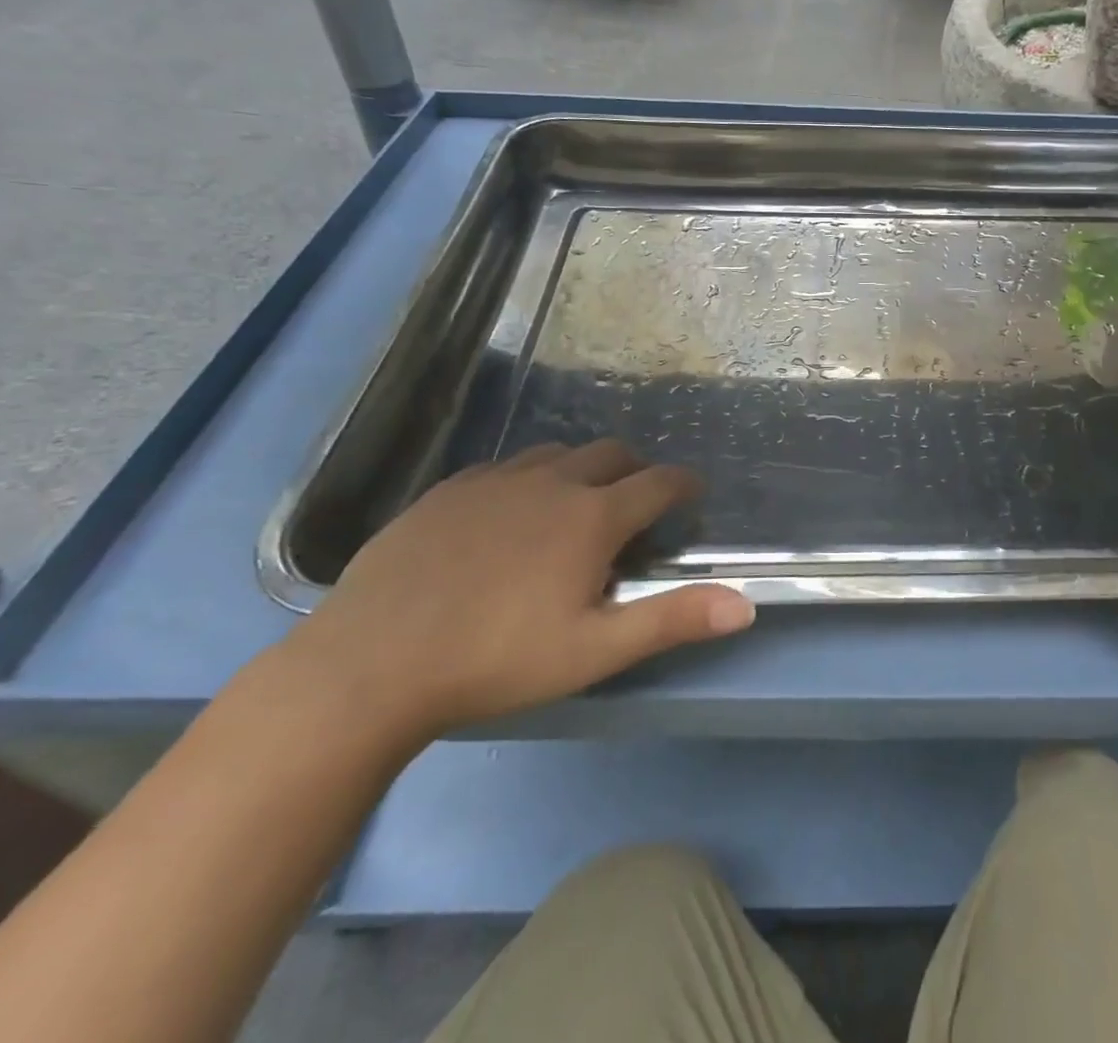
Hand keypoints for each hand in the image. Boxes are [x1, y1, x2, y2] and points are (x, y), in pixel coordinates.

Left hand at [278, 440, 753, 743]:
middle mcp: (552, 482)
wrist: (371, 663)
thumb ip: (673, 619)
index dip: (683, 485)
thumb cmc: (496, 660)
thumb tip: (746, 603)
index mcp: (592, 516)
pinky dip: (528, 479)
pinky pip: (506, 466)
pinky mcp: (449, 489)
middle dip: (635, 470)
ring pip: (558, 453)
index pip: (658, 482)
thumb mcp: (595, 649)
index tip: (692, 494)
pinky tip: (510, 512)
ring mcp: (496, 480)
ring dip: (581, 470)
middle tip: (636, 504)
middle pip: (611, 454)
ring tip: (575, 506)